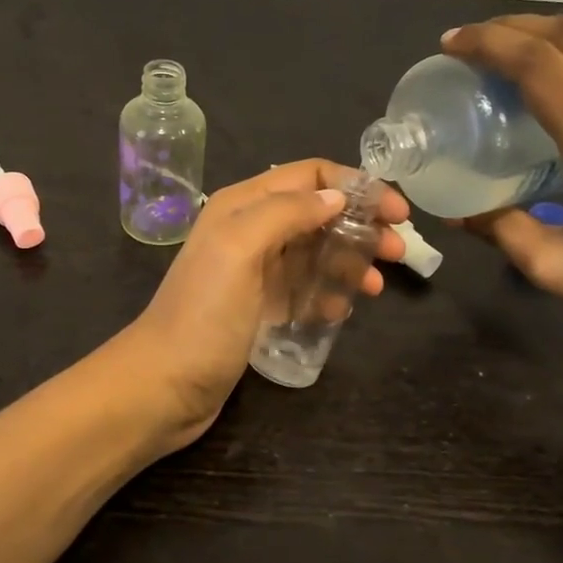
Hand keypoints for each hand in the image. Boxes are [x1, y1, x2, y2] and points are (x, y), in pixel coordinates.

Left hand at [116, 161, 407, 447]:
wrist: (164, 385)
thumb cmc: (204, 315)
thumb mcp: (240, 250)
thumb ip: (286, 213)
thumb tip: (335, 198)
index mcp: (242, 206)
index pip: (309, 176)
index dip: (355, 187)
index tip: (397, 211)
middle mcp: (250, 231)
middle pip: (317, 214)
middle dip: (361, 226)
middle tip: (398, 252)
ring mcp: (255, 272)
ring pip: (315, 252)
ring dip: (350, 262)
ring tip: (377, 287)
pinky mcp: (259, 308)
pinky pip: (304, 289)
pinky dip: (327, 294)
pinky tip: (341, 311)